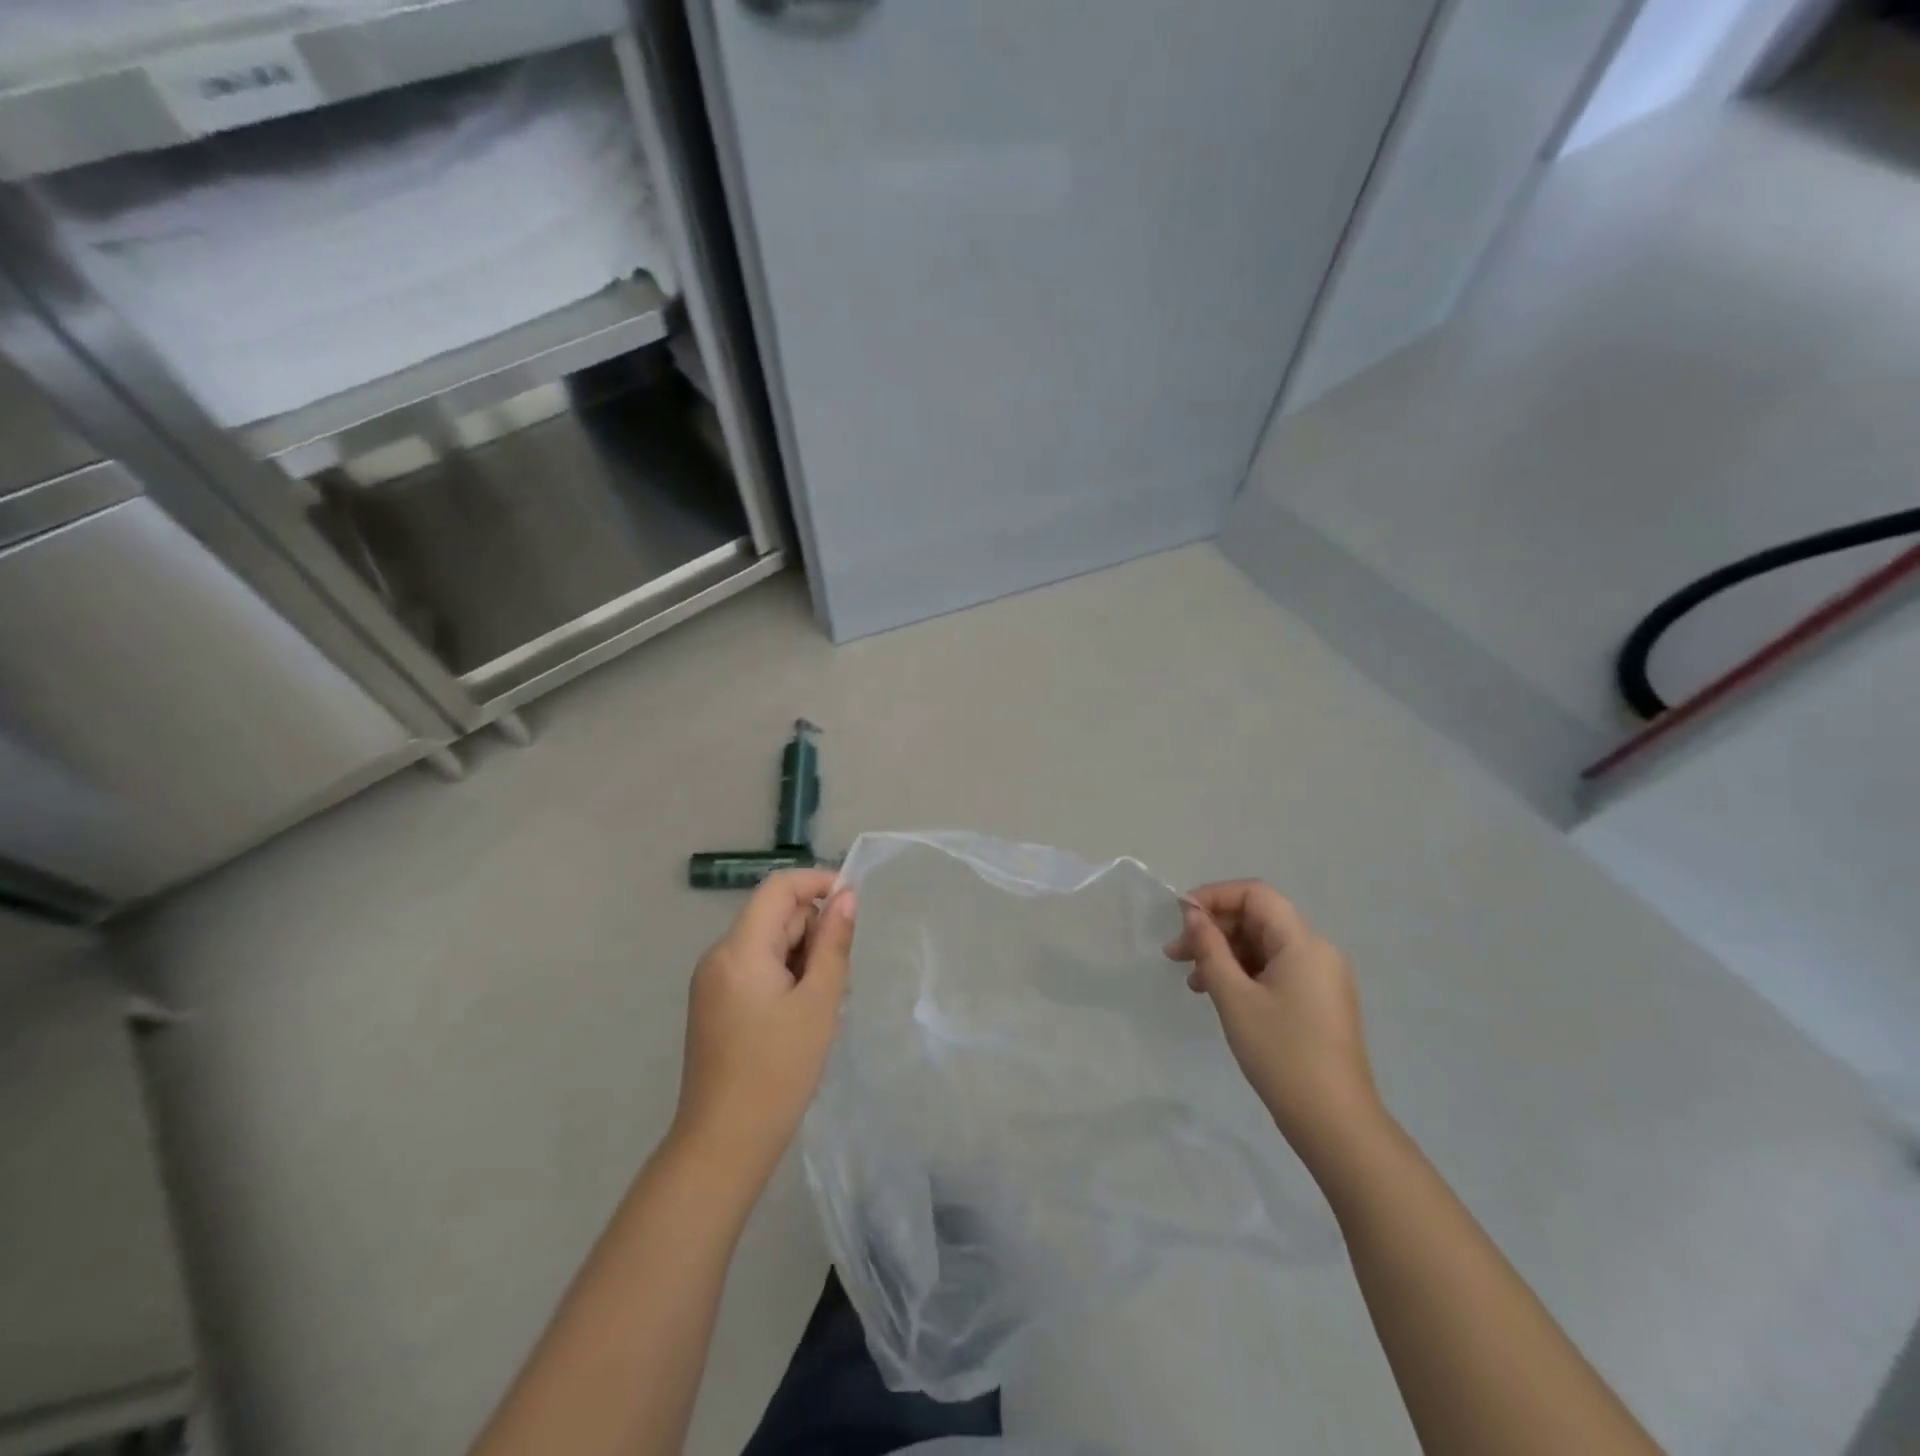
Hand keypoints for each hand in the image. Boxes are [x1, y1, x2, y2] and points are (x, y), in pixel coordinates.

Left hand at [673, 870, 855, 1181]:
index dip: (818, 882)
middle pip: (774, 916)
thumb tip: (846, 896)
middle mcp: (719, 956)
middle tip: (839, 978)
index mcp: (739, 949)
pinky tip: (801, 1016)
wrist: (723, 1145)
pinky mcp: (714, 1005)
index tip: (853, 905)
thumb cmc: (777, 1071)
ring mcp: (712, 982)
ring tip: (821, 1005)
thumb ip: (833, 943)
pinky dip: (785, 977)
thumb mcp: (818, 1003)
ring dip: (802, 958)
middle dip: (813, 931)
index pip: (779, 887)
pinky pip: (757, 969)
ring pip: (768, 944)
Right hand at [1165, 880, 1380, 1162]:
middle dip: (1214, 930)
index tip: (1180, 917)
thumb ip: (1210, 949)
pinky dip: (1244, 973)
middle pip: (1259, 919)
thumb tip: (1193, 914)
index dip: (1214, 896)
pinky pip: (1276, 970)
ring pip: (1264, 946)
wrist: (1335, 1122)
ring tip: (1192, 981)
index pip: (1255, 895)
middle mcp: (1317, 951)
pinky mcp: (1319, 1001)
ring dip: (1225, 954)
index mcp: (1303, 943)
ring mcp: (1321, 978)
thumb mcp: (1234, 997)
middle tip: (1175, 954)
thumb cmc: (1281, 1053)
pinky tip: (1219, 995)